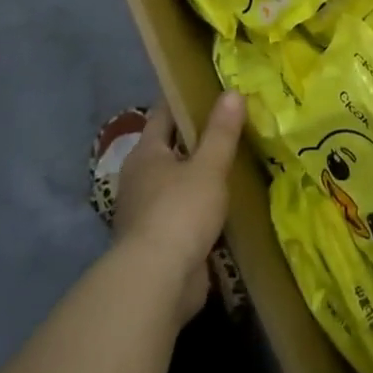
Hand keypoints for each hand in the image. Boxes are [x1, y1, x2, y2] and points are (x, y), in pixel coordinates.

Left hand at [112, 93, 244, 325]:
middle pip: (169, 150)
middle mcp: (139, 180)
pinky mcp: (158, 244)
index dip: (184, 100)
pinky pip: (181, 216)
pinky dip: (199, 210)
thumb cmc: (179, 212)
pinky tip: (223, 208)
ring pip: (176, 184)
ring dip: (198, 178)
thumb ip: (221, 132)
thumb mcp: (208, 166)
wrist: (156, 282)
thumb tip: (231, 92)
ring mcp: (145, 214)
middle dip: (195, 141)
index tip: (209, 90)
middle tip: (230, 127)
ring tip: (232, 166)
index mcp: (146, 154)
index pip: (163, 115)